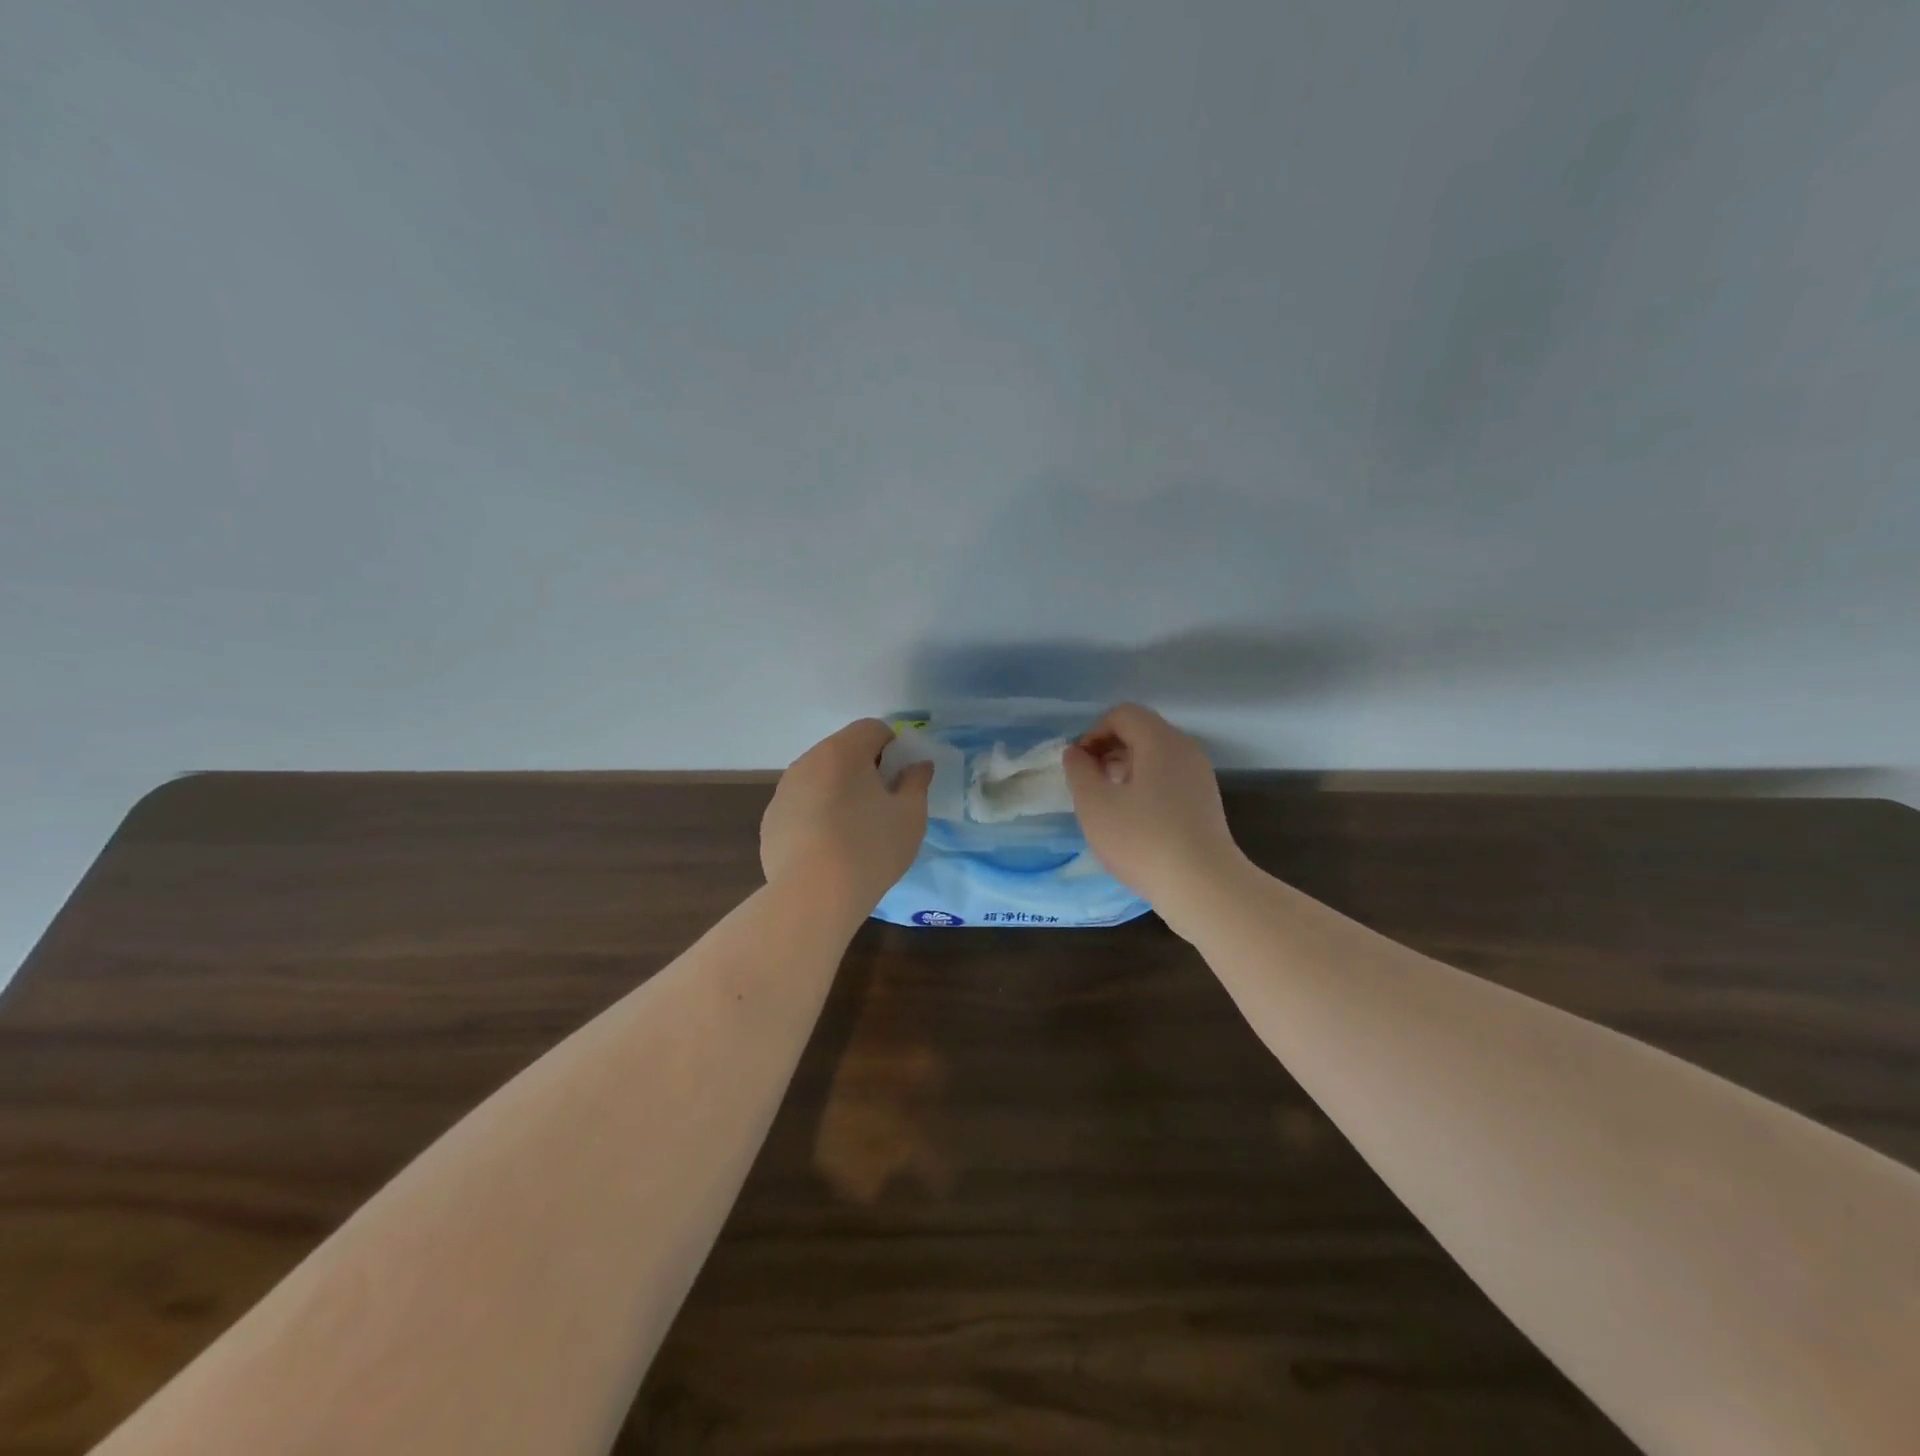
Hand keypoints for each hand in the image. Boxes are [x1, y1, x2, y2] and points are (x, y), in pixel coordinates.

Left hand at [761, 719, 933, 912]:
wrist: (813, 896)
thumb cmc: (871, 848)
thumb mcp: (910, 815)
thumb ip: (917, 782)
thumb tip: (918, 765)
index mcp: (843, 751)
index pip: (873, 728)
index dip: (893, 747)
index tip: (901, 778)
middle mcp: (808, 761)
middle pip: (842, 751)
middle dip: (864, 769)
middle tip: (882, 805)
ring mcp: (783, 791)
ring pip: (819, 778)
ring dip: (838, 791)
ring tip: (853, 831)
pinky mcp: (770, 821)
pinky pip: (801, 806)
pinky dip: (816, 816)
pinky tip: (827, 849)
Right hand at [1062, 704, 1250, 929]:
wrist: (1204, 887)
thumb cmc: (1142, 840)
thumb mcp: (1095, 804)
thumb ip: (1079, 771)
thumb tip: (1076, 753)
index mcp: (1160, 740)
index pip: (1122, 714)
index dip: (1093, 733)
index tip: (1079, 765)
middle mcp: (1185, 749)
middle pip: (1141, 731)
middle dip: (1108, 750)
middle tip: (1088, 783)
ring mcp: (1199, 776)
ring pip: (1155, 756)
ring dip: (1125, 769)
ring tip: (1107, 803)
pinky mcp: (1204, 801)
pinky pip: (1168, 778)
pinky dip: (1145, 786)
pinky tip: (1133, 820)